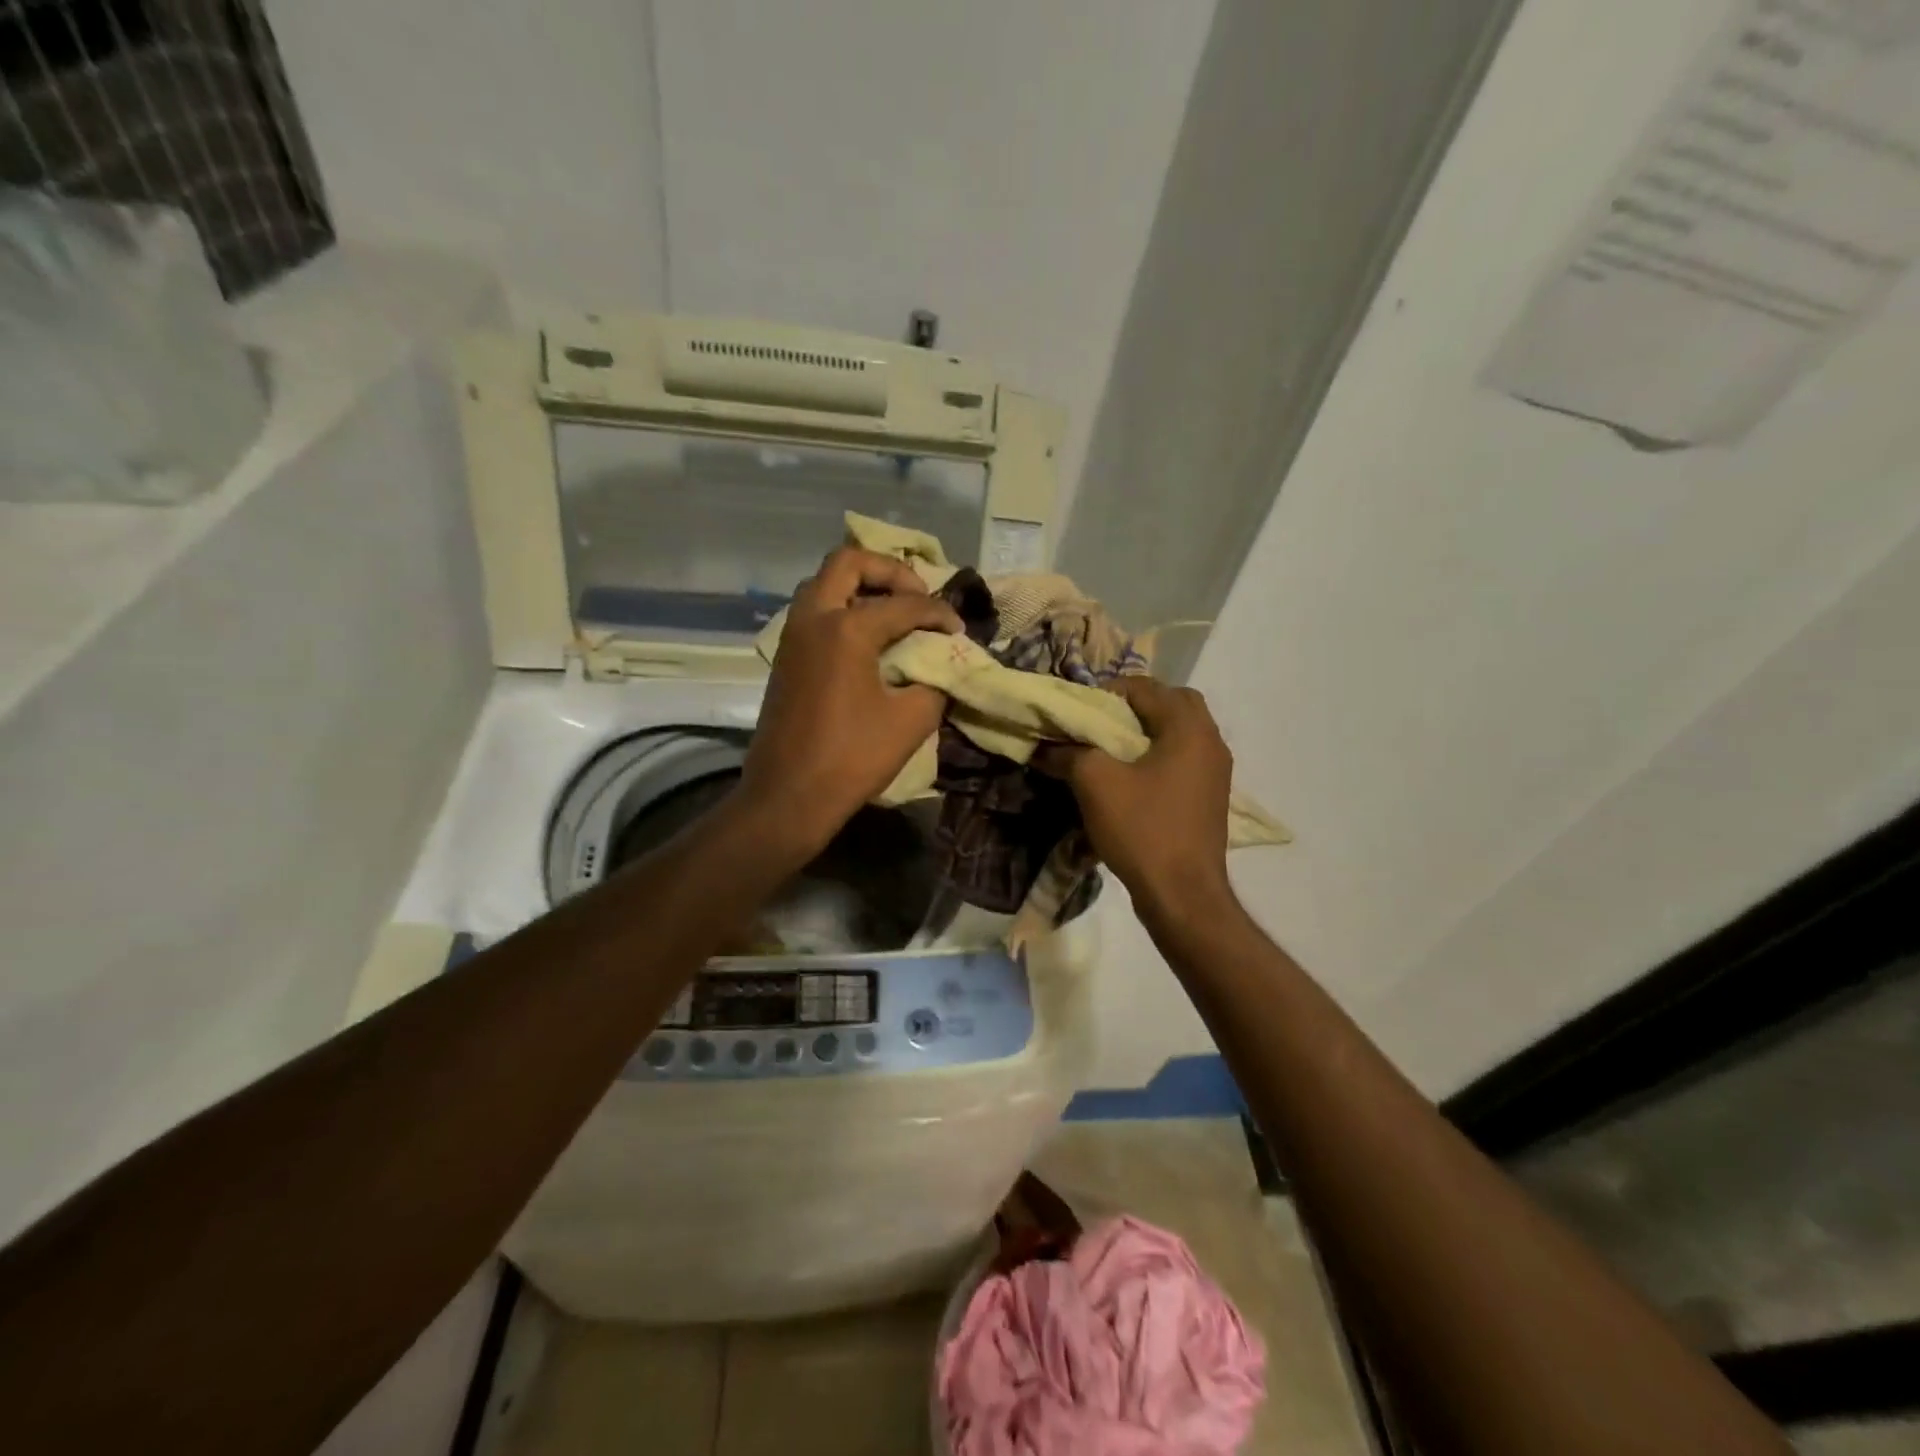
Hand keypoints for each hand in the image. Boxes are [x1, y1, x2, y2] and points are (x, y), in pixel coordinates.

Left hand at [737, 547, 961, 856]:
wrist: (788, 796)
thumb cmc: (851, 758)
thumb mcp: (911, 720)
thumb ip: (935, 683)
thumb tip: (942, 668)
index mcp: (846, 628)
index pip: (904, 603)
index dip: (938, 613)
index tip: (959, 631)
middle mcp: (813, 618)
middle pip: (848, 563)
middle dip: (889, 571)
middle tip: (917, 596)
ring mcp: (793, 636)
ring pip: (824, 584)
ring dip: (860, 587)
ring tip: (893, 613)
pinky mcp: (785, 657)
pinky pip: (814, 612)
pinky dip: (842, 609)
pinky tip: (867, 640)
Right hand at [1040, 677, 1236, 920]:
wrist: (1183, 894)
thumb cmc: (1142, 829)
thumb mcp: (1095, 783)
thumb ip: (1069, 753)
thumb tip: (1045, 746)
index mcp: (1188, 728)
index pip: (1147, 687)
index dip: (1109, 691)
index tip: (1080, 710)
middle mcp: (1210, 741)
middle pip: (1173, 703)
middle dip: (1135, 707)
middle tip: (1102, 722)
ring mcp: (1216, 771)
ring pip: (1180, 732)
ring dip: (1148, 732)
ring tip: (1111, 750)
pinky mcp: (1210, 797)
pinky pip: (1183, 759)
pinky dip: (1158, 756)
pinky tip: (1131, 778)